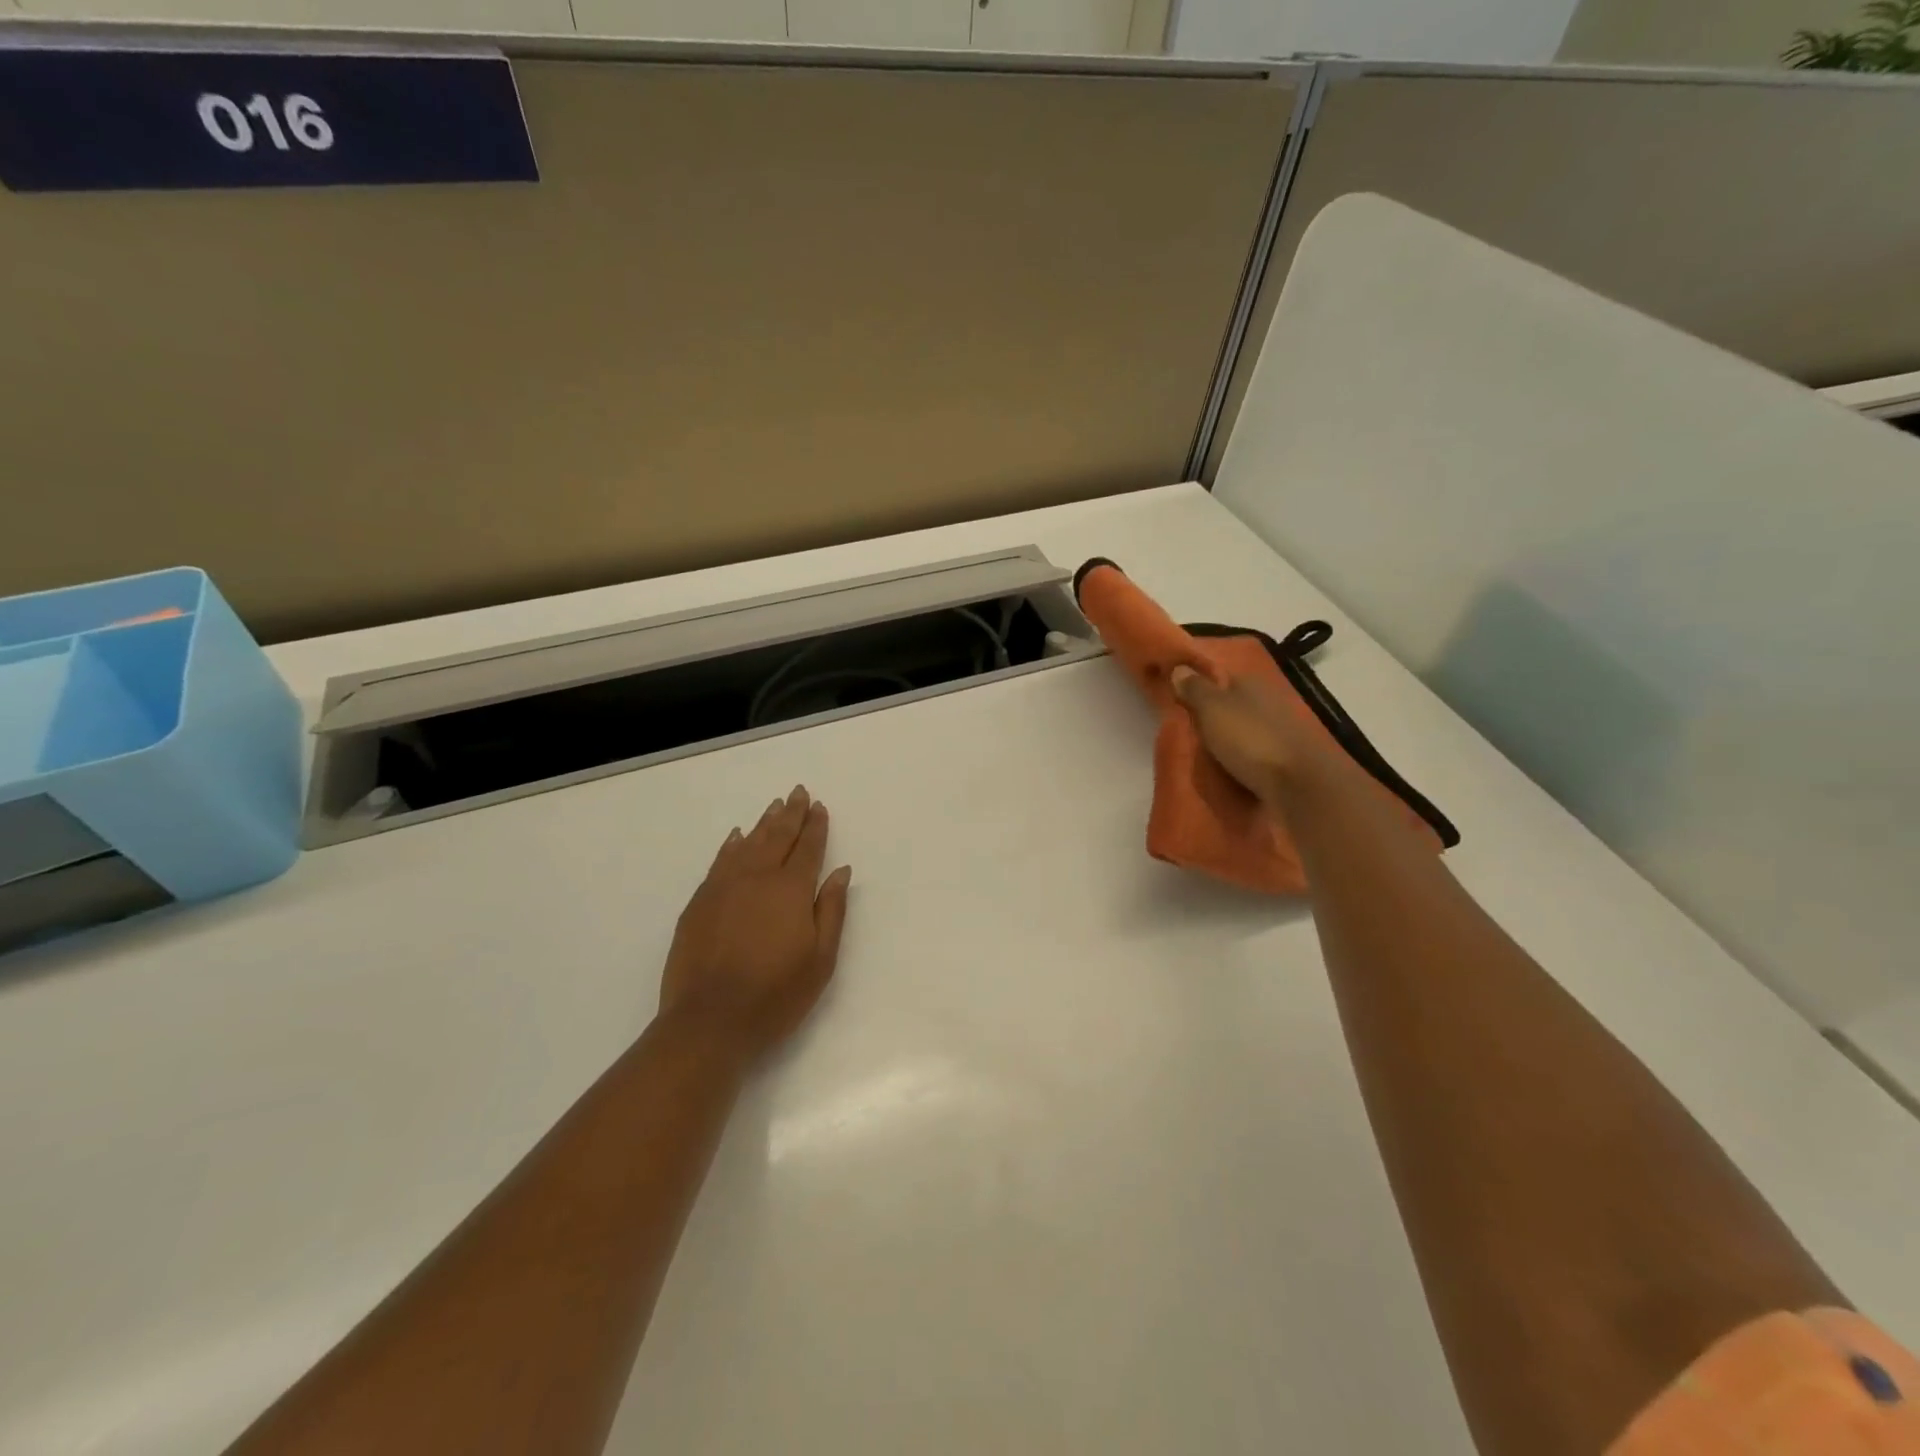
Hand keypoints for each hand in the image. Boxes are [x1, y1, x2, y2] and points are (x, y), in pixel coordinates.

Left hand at [659, 785, 852, 1061]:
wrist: (709, 1021)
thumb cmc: (776, 994)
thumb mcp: (821, 959)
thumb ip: (832, 910)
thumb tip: (841, 871)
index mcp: (791, 890)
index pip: (807, 848)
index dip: (815, 826)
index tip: (819, 806)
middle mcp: (757, 878)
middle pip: (777, 836)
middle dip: (791, 813)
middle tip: (798, 792)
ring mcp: (724, 887)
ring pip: (748, 844)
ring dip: (764, 823)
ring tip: (775, 806)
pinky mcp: (699, 902)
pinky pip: (720, 861)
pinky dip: (731, 845)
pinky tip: (737, 837)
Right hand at [1169, 665, 1325, 801]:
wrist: (1298, 783)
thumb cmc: (1249, 739)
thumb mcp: (1212, 709)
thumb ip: (1195, 689)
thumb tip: (1179, 667)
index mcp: (1250, 682)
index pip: (1217, 677)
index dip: (1196, 686)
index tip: (1175, 700)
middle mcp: (1267, 699)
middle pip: (1230, 703)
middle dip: (1211, 713)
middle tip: (1185, 730)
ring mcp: (1279, 728)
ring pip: (1243, 726)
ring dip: (1227, 736)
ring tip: (1202, 753)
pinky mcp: (1285, 756)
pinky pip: (1254, 750)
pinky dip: (1241, 755)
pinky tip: (1228, 767)